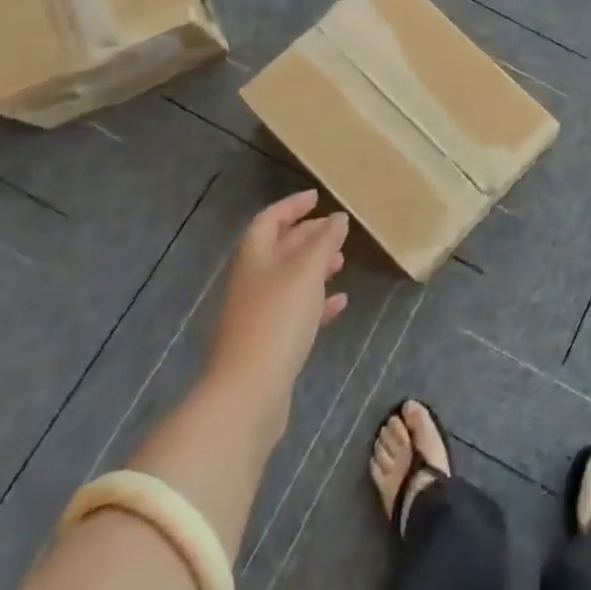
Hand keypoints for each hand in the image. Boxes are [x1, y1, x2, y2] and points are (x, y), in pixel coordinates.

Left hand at [208, 190, 348, 426]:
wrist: (249, 392)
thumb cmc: (277, 319)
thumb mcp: (307, 271)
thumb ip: (324, 241)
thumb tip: (338, 218)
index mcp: (254, 257)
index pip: (269, 219)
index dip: (292, 206)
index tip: (317, 197)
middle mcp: (252, 281)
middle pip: (279, 248)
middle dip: (308, 236)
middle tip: (337, 230)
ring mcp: (258, 313)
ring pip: (289, 279)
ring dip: (315, 267)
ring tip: (342, 262)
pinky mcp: (269, 343)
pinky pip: (295, 311)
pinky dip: (317, 302)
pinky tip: (339, 303)